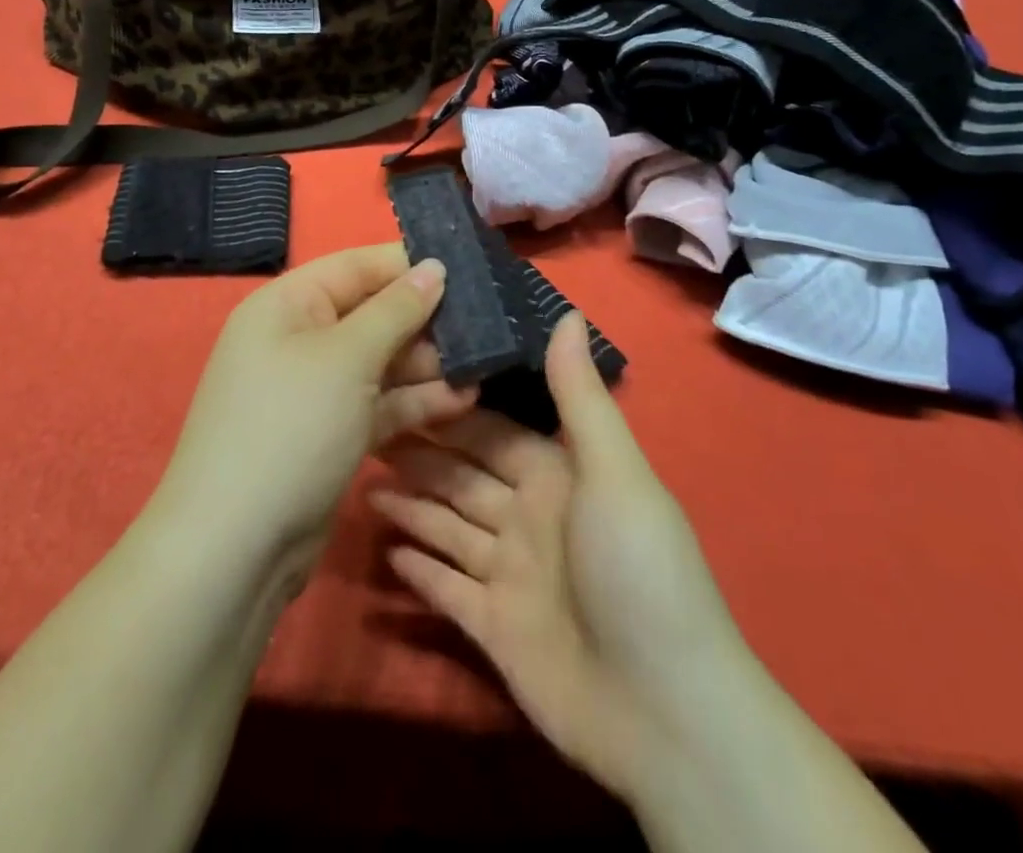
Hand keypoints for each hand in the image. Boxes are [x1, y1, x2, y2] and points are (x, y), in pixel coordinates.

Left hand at [152, 244, 476, 590]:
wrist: (236, 548)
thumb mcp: (347, 357)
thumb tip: (434, 266)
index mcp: (288, 304)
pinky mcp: (331, 434)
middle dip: (426, 319)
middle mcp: (299, 339)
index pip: (356, 266)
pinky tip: (463, 401)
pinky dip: (415, 402)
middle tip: (487, 324)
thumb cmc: (291, 426)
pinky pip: (379, 403)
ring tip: (484, 365)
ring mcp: (315, 390)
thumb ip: (396, 309)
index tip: (467, 268)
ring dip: (429, 365)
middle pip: (373, 313)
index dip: (408, 264)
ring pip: (381, 362)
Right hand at [373, 315, 745, 803]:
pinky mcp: (493, 628)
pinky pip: (447, 588)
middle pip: (461, 474)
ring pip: (447, 525)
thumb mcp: (612, 471)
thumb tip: (565, 312)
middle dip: (418, 450)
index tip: (400, 379)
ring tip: (359, 476)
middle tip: (362, 424)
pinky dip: (419, 569)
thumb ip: (580, 395)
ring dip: (409, 503)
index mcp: (556, 475)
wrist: (663, 711)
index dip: (449, 408)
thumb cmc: (636, 568)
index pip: (490, 431)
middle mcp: (529, 517)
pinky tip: (384, 547)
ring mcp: (510, 575)